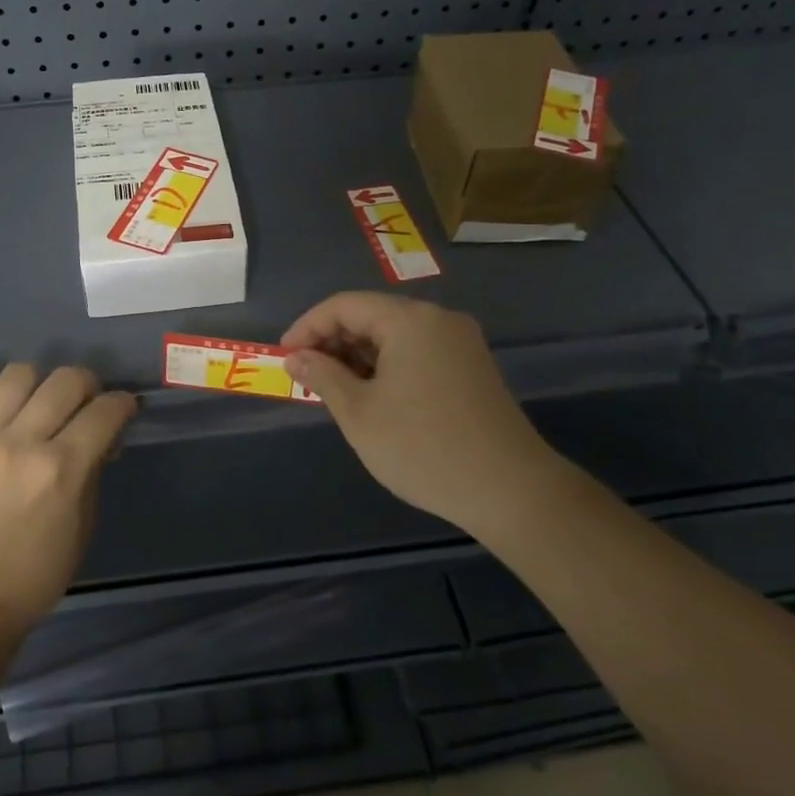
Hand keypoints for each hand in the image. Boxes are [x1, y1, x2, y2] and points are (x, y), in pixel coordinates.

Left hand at [0, 364, 136, 635]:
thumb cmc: (36, 572)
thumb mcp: (83, 524)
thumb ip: (92, 471)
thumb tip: (100, 437)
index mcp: (62, 468)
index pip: (105, 410)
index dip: (122, 403)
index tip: (122, 409)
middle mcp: (22, 443)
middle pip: (65, 380)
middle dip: (86, 385)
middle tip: (83, 404)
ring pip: (15, 375)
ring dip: (36, 383)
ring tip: (34, 404)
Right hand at [282, 292, 565, 534]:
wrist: (510, 490)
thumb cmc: (422, 447)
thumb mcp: (359, 413)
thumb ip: (322, 376)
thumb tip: (296, 357)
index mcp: (410, 320)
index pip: (344, 305)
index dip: (308, 327)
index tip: (284, 357)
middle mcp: (438, 319)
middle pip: (372, 315)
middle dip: (333, 341)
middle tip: (306, 376)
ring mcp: (460, 343)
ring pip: (395, 335)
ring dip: (359, 355)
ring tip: (334, 389)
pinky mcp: (472, 367)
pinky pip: (417, 352)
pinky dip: (387, 366)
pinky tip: (372, 395)